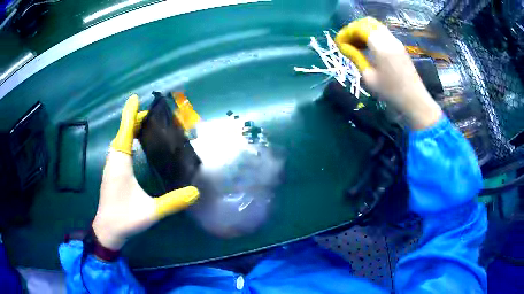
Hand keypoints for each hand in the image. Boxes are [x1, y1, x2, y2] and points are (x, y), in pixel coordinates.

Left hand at [92, 94, 199, 250]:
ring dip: (130, 129)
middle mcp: (113, 160)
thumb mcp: (151, 212)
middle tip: (153, 116)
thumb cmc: (125, 219)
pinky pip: (118, 148)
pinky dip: (127, 139)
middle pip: (123, 132)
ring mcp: (110, 166)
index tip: (135, 97)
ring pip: (119, 140)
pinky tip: (135, 145)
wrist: (107, 230)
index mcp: (121, 163)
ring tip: (146, 126)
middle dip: (135, 120)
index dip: (131, 114)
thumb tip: (196, 192)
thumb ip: (173, 202)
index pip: (125, 131)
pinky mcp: (111, 172)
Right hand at [335, 17, 441, 129]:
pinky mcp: (400, 47)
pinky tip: (368, 48)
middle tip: (347, 41)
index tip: (338, 43)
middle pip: (367, 22)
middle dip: (354, 28)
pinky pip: (383, 33)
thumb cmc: (391, 92)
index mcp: (380, 46)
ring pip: (376, 26)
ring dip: (363, 31)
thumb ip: (356, 57)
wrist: (414, 100)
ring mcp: (396, 42)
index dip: (346, 33)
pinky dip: (372, 35)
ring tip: (356, 44)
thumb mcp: (369, 77)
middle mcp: (389, 39)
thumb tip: (344, 47)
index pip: (359, 28)